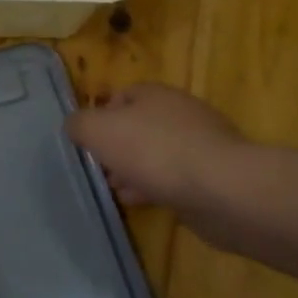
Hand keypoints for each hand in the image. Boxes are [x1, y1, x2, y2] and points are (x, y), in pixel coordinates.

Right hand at [66, 83, 250, 212]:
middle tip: (101, 169)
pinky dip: (155, 187)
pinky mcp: (214, 175)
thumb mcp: (98, 131)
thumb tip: (75, 126)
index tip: (89, 142)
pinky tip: (142, 202)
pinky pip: (176, 178)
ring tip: (117, 190)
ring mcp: (201, 144)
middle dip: (117, 147)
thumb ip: (79, 124)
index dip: (100, 116)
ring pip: (157, 154)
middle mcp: (179, 113)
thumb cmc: (154, 151)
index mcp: (155, 94)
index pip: (121, 95)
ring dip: (135, 170)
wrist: (223, 190)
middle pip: (139, 126)